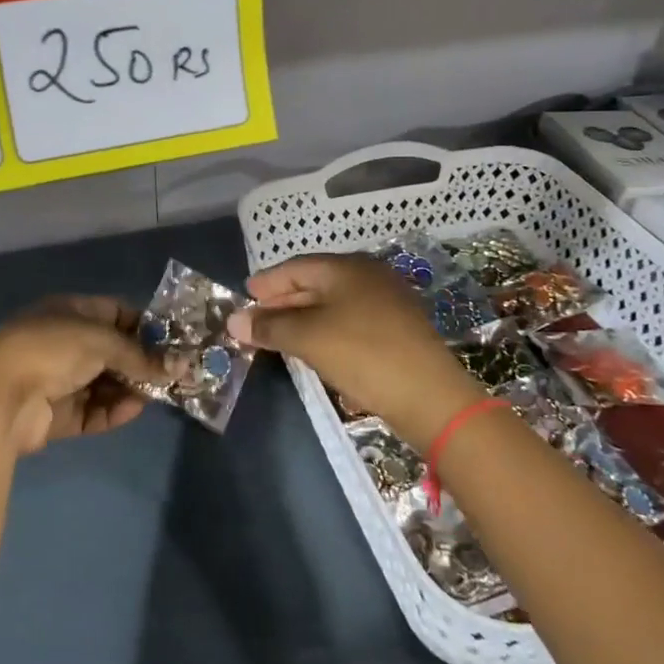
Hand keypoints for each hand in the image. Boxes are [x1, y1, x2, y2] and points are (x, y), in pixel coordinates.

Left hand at [0, 296, 166, 455]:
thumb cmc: (50, 349)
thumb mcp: (101, 340)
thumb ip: (140, 354)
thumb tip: (178, 366)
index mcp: (69, 312)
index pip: (114, 313)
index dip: (144, 326)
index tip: (172, 341)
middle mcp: (64, 342)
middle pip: (112, 351)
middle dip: (141, 362)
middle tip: (173, 374)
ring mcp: (59, 380)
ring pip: (105, 383)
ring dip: (130, 388)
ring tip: (157, 394)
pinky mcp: (57, 414)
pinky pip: (93, 411)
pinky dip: (113, 410)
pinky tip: (133, 409)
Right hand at [226, 255, 478, 446]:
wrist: (429, 396)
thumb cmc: (362, 354)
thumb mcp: (308, 338)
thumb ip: (269, 327)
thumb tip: (234, 321)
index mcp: (346, 267)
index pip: (296, 267)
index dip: (267, 281)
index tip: (245, 294)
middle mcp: (369, 276)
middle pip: (315, 283)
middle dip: (283, 301)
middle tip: (257, 317)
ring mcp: (388, 302)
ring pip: (334, 303)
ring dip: (304, 317)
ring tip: (280, 334)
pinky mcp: (398, 329)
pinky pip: (351, 320)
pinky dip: (327, 329)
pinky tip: (316, 347)